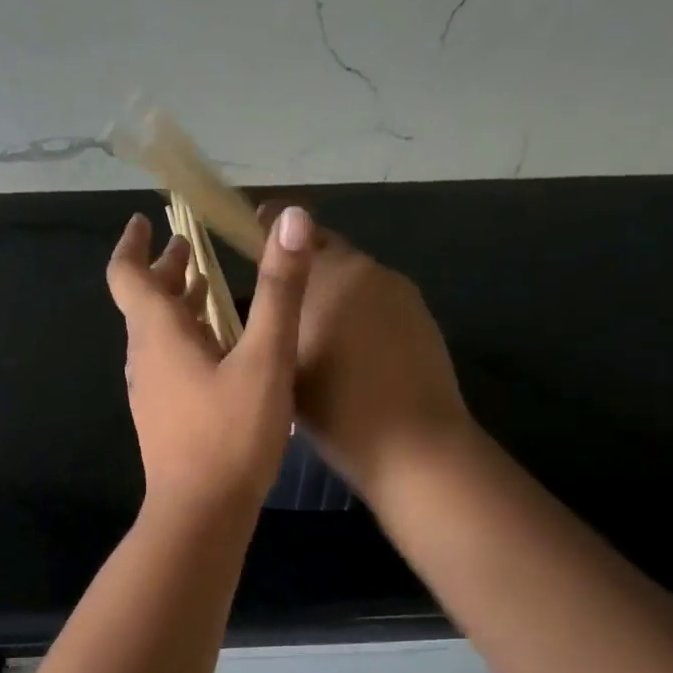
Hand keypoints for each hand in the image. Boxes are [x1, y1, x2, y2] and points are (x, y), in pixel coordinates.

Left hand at [107, 206, 314, 518]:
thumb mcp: (265, 358)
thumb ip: (280, 289)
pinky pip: (170, 360)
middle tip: (192, 247)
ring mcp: (152, 390)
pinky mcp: (165, 415)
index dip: (133, 244)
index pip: (128, 275)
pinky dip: (189, 337)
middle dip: (167, 271)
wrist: (200, 514)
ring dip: (180, 304)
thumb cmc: (230, 434)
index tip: (146, 221)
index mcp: (158, 334)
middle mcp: (146, 357)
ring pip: (159, 333)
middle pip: (146, 301)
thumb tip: (291, 219)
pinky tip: (221, 347)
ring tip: (210, 287)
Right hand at [256, 205, 471, 499]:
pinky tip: (353, 351)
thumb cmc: (336, 408)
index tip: (252, 232)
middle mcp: (367, 270)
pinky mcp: (421, 317)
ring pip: (355, 278)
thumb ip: (272, 318)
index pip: (294, 230)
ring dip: (333, 291)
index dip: (269, 227)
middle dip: (302, 265)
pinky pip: (379, 301)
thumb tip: (267, 297)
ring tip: (316, 330)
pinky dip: (360, 313)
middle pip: (327, 251)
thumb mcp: (283, 363)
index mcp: (329, 274)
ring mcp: (400, 292)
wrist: (414, 446)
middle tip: (281, 298)